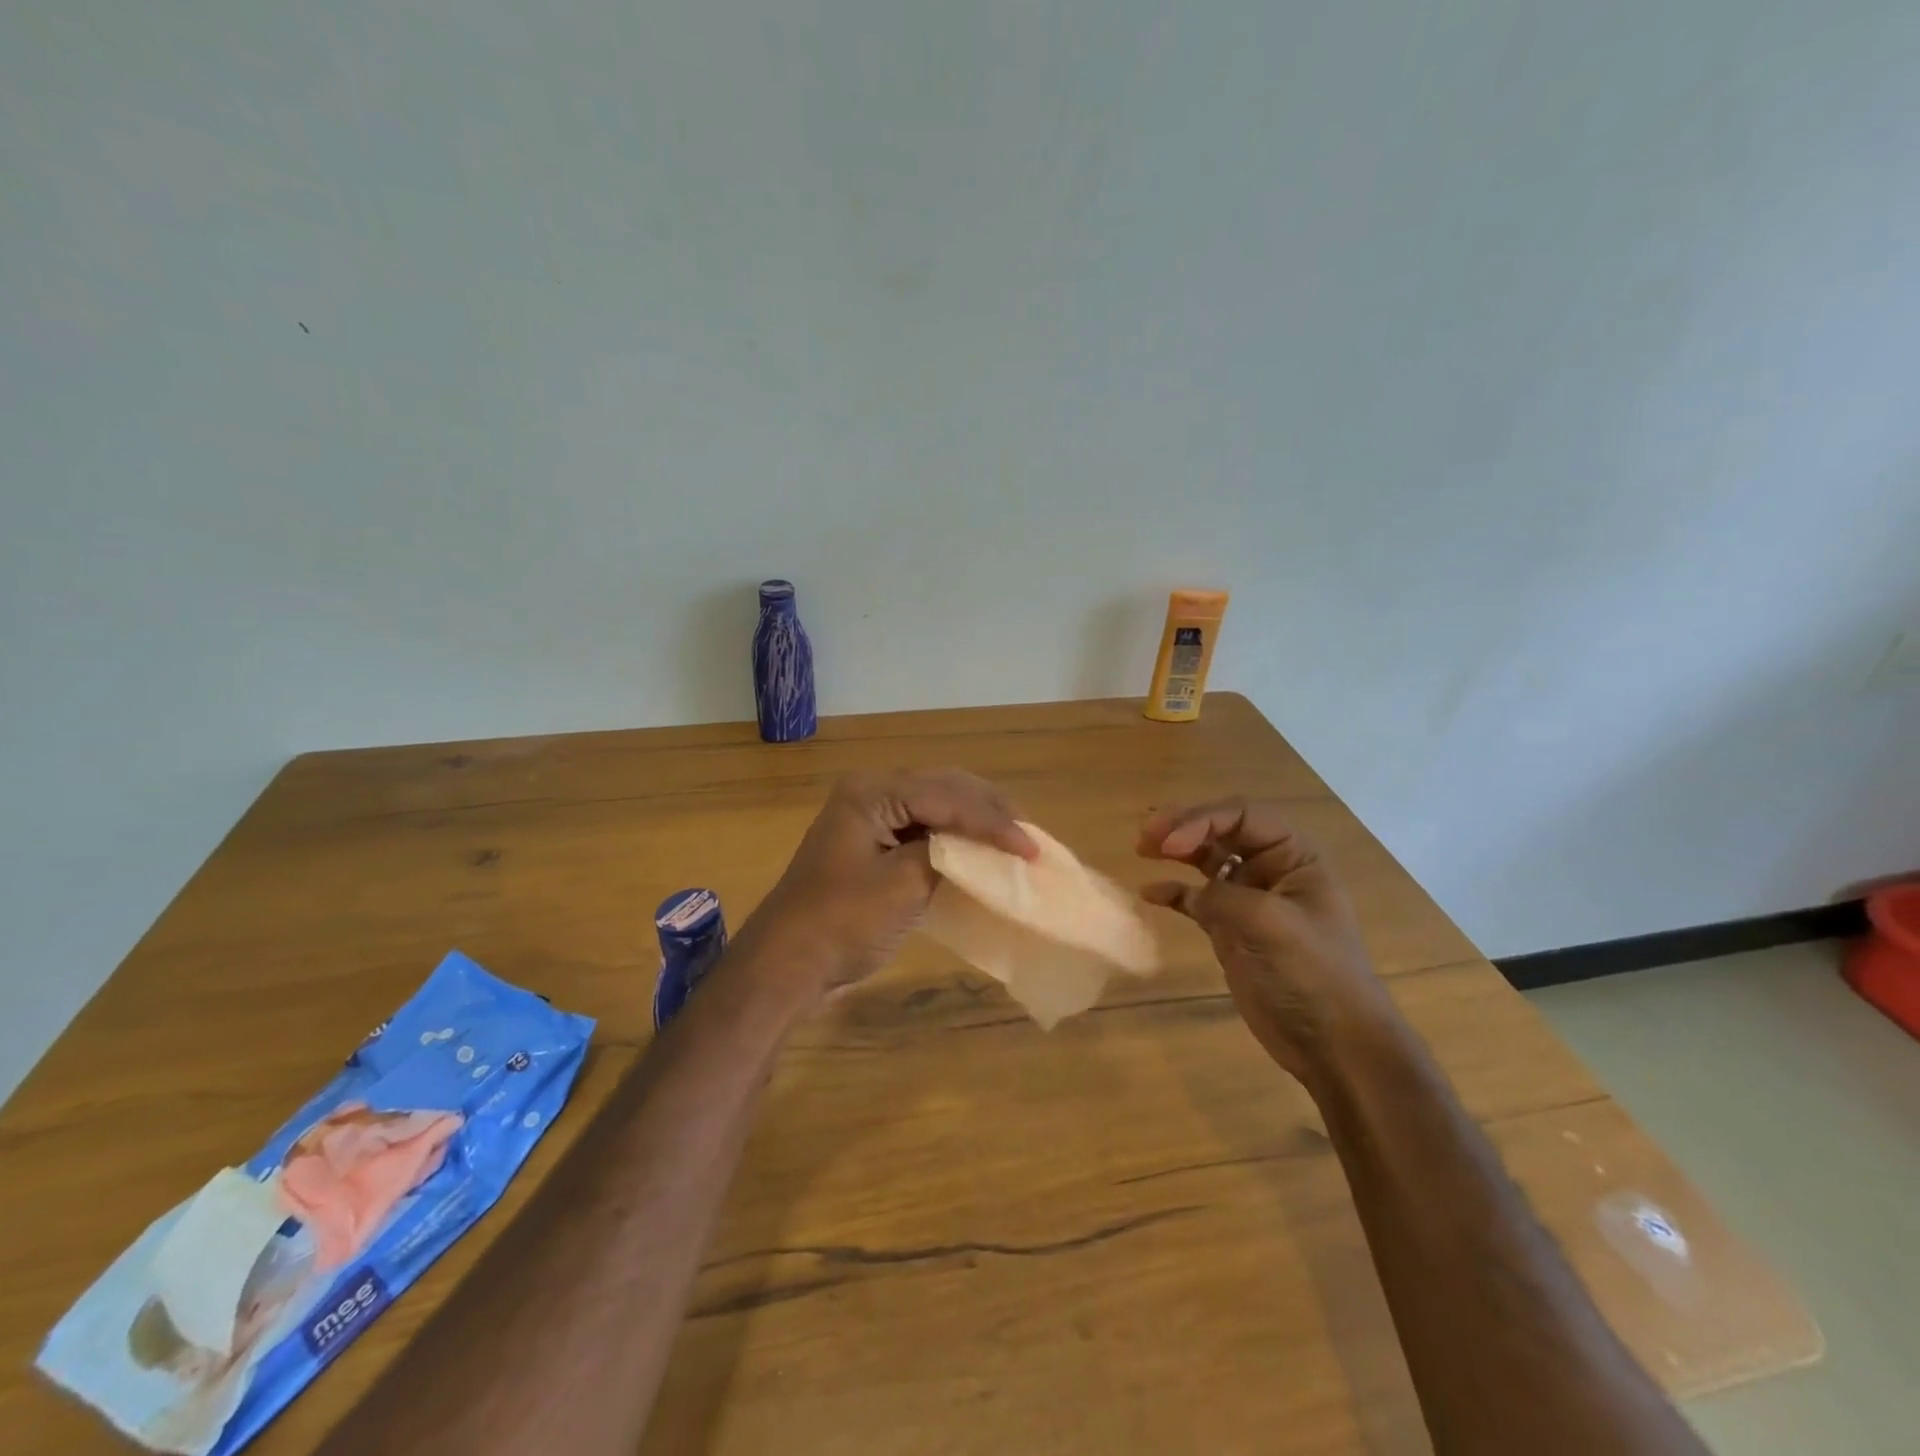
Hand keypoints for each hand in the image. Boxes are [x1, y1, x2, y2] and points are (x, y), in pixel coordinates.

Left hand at [745, 769, 1036, 999]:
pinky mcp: (873, 847)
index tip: (1031, 847)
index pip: (947, 796)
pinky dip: (954, 840)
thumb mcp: (902, 886)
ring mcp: (871, 820)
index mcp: (872, 793)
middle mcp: (871, 795)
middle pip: (943, 790)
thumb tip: (978, 848)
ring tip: (1013, 839)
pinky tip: (979, 853)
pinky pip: (923, 831)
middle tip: (1028, 834)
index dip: (993, 821)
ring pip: (935, 808)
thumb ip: (945, 854)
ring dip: (973, 823)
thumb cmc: (842, 922)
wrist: (787, 964)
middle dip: (988, 811)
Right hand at [1137, 798, 1395, 1081]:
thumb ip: (1224, 895)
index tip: (1170, 845)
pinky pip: (1196, 898)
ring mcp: (1249, 900)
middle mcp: (1272, 870)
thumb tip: (1190, 893)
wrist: (1333, 1044)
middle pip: (1221, 831)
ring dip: (1175, 851)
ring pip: (1206, 860)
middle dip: (1183, 827)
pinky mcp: (1231, 929)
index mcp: (1295, 857)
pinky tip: (1150, 893)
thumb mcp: (1270, 923)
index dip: (1203, 820)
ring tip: (1142, 848)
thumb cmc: (1312, 973)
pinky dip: (1174, 892)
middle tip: (1145, 835)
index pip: (1243, 816)